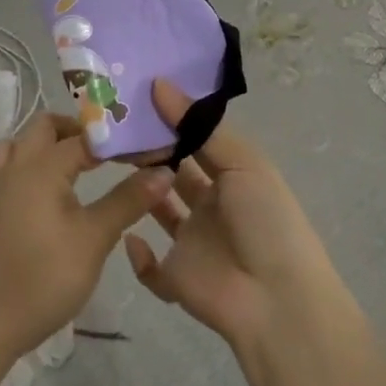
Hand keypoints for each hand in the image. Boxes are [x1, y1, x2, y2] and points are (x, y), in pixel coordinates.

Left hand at [0, 112, 169, 360]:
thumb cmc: (47, 275)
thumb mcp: (95, 237)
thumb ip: (128, 199)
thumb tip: (164, 171)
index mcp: (43, 165)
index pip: (88, 135)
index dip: (121, 138)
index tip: (150, 148)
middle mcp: (20, 165)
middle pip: (47, 125)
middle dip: (81, 128)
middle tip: (114, 148)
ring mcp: (5, 185)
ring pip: (23, 141)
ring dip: (51, 140)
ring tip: (82, 158)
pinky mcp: (1, 206)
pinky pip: (13, 164)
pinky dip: (33, 160)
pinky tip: (55, 184)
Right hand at [124, 79, 341, 353]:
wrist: (277, 300)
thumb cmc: (265, 221)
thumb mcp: (243, 164)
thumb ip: (200, 127)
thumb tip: (160, 84)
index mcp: (231, 177)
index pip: (195, 142)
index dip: (170, 122)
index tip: (134, 98)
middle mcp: (210, 206)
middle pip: (172, 172)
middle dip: (148, 152)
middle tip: (111, 127)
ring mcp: (192, 243)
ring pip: (157, 211)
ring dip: (138, 192)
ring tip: (109, 166)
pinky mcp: (176, 278)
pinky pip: (149, 267)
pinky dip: (136, 255)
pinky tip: (127, 235)